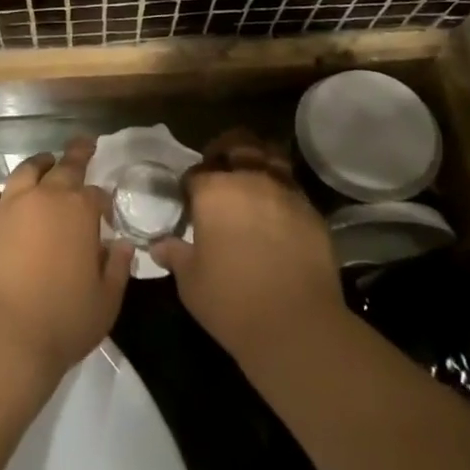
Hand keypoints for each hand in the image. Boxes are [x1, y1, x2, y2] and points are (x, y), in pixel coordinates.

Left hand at [0, 139, 134, 379]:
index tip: (104, 211)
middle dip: (77, 154)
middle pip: (64, 166)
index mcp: (79, 210)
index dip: (102, 201)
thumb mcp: (106, 301)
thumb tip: (122, 245)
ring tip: (44, 165)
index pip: (96, 194)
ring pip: (25, 170)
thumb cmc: (63, 321)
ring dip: (39, 165)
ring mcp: (7, 204)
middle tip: (83, 146)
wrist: (3, 336)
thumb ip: (118, 268)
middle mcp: (44, 196)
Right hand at [151, 131, 347, 369]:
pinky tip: (277, 211)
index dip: (190, 184)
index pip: (196, 172)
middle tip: (220, 171)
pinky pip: (292, 187)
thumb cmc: (232, 302)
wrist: (297, 326)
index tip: (189, 200)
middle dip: (225, 151)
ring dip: (258, 160)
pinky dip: (282, 190)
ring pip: (270, 155)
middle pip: (237, 144)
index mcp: (214, 190)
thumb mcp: (191, 282)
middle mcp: (250, 179)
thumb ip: (175, 255)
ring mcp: (285, 191)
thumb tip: (158, 245)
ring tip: (252, 179)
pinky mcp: (312, 211)